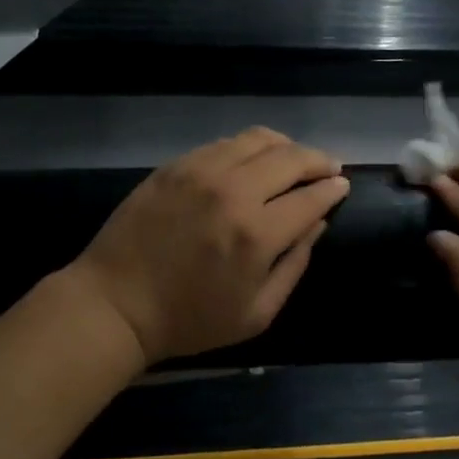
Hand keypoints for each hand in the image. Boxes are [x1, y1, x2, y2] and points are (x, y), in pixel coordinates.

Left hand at [69, 129, 349, 365]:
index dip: (333, 189)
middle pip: (291, 157)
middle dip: (319, 160)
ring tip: (294, 159)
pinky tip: (252, 161)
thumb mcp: (256, 314)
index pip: (311, 197)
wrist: (116, 303)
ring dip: (286, 147)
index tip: (342, 186)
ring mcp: (202, 171)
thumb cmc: (189, 319)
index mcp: (257, 234)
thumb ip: (294, 266)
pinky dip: (249, 147)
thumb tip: (316, 224)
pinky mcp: (176, 165)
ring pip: (259, 139)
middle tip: (329, 168)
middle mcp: (233, 191)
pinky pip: (225, 143)